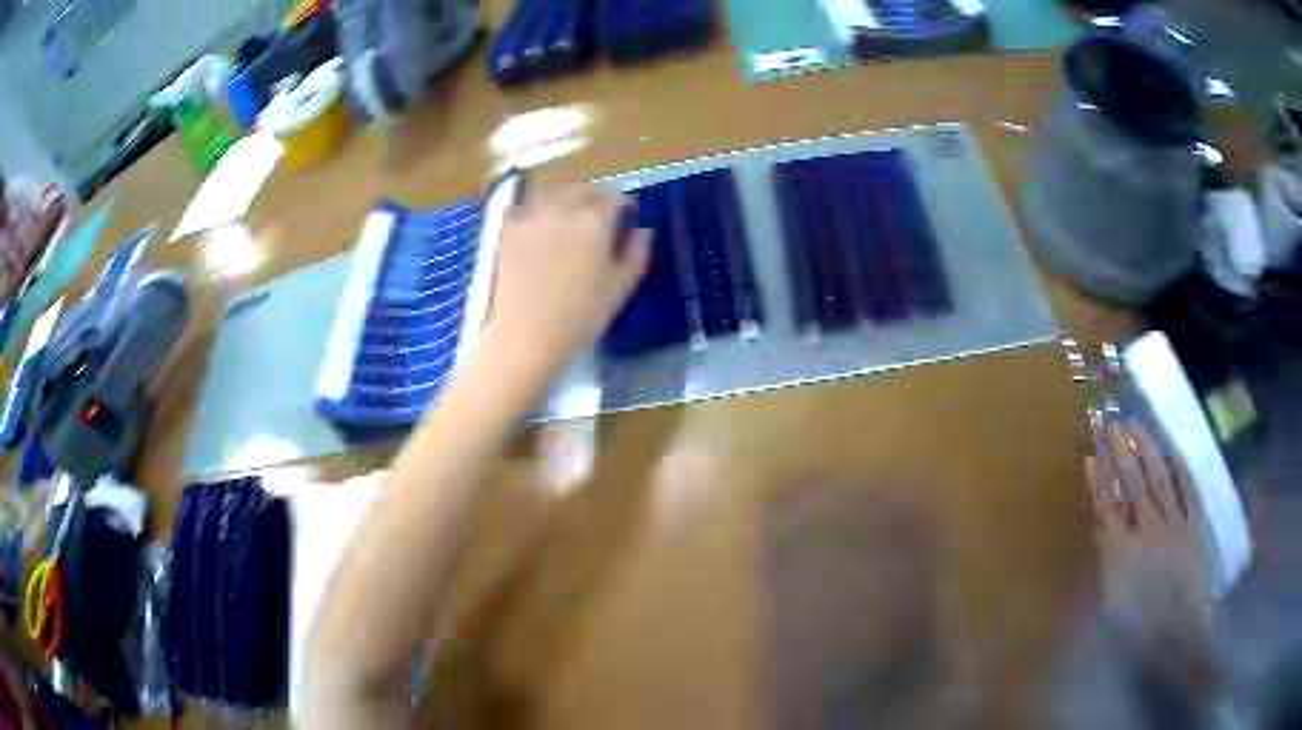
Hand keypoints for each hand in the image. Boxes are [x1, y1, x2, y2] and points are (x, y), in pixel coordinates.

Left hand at [487, 185, 650, 374]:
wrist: (526, 333)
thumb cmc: (581, 316)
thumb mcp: (619, 289)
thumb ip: (635, 254)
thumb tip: (642, 231)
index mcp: (595, 221)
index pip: (617, 199)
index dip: (625, 208)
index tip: (627, 221)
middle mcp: (564, 210)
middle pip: (584, 190)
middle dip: (596, 199)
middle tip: (600, 217)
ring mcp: (533, 217)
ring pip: (554, 193)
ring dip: (566, 198)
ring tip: (569, 217)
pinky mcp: (510, 231)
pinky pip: (525, 207)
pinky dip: (535, 210)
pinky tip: (537, 225)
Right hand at [1086, 423, 1209, 634]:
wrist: (1175, 637)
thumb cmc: (1134, 630)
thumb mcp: (1109, 604)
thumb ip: (1106, 561)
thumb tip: (1100, 528)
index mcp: (1122, 549)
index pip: (1107, 505)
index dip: (1099, 480)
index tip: (1091, 454)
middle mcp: (1148, 528)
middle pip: (1133, 483)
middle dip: (1121, 451)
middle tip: (1113, 422)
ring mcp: (1174, 524)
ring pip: (1159, 479)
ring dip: (1147, 450)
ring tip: (1138, 425)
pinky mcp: (1193, 527)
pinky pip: (1187, 492)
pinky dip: (1180, 472)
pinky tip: (1173, 454)